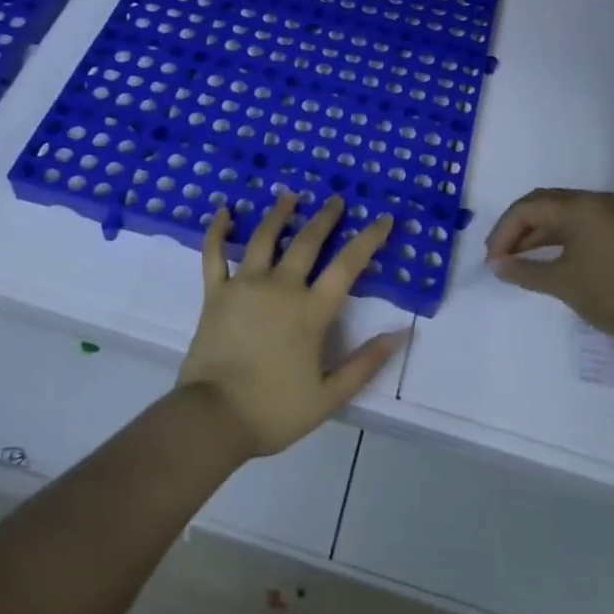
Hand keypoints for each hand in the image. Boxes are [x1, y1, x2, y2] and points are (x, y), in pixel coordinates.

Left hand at [178, 191, 406, 457]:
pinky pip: (214, 254)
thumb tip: (400, 333)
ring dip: (279, 214)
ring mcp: (244, 286)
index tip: (384, 219)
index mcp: (310, 311)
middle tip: (336, 200)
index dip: (369, 239)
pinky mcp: (215, 293)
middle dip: (325, 218)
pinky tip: (222, 211)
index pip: (347, 266)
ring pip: (264, 239)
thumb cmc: (273, 410)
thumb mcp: (329, 396)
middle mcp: (280, 287)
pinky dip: (217, 231)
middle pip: (307, 242)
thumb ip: (365, 363)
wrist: (213, 418)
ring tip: (290, 195)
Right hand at [486, 188, 613, 339]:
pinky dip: (554, 238)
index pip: (528, 208)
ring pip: (558, 215)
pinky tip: (541, 257)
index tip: (493, 260)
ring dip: (534, 234)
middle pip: (542, 204)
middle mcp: (592, 201)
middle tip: (499, 256)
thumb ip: (524, 270)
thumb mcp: (561, 282)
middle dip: (516, 229)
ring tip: (515, 260)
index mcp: (579, 206)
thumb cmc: (610, 294)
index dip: (504, 232)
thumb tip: (497, 266)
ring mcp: (607, 214)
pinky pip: (575, 224)